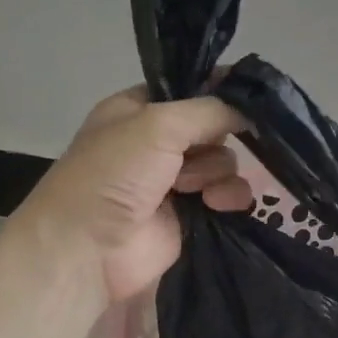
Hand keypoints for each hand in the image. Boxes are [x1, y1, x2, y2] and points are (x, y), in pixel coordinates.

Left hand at [18, 86, 251, 303]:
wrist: (89, 248)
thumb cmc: (114, 173)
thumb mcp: (160, 124)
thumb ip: (210, 110)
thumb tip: (249, 110)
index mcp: (137, 111)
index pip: (187, 90)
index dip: (216, 91)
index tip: (246, 96)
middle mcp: (155, 142)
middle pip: (211, 127)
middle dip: (215, 138)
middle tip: (197, 152)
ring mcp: (172, 180)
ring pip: (222, 162)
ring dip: (219, 171)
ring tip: (197, 189)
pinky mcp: (188, 214)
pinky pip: (225, 195)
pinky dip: (229, 197)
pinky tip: (217, 204)